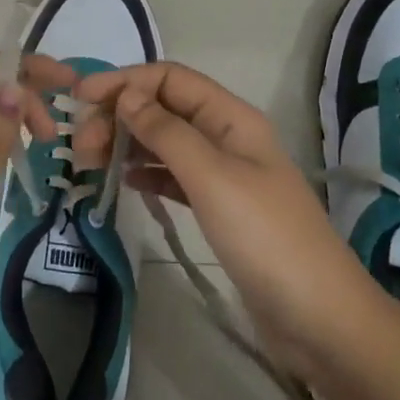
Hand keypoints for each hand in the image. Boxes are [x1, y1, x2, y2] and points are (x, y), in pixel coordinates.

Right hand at [74, 62, 379, 378]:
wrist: (320, 320)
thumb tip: (126, 95)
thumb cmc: (266, 238)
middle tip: (80, 146)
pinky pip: (172, 175)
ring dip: (127, 142)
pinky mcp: (218, 208)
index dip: (125, 81)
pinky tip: (121, 180)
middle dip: (119, 115)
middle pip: (163, 107)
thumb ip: (166, 132)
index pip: (170, 78)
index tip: (81, 98)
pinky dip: (145, 172)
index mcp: (231, 117)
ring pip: (165, 141)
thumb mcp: (212, 178)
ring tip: (89, 161)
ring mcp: (223, 173)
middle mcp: (226, 136)